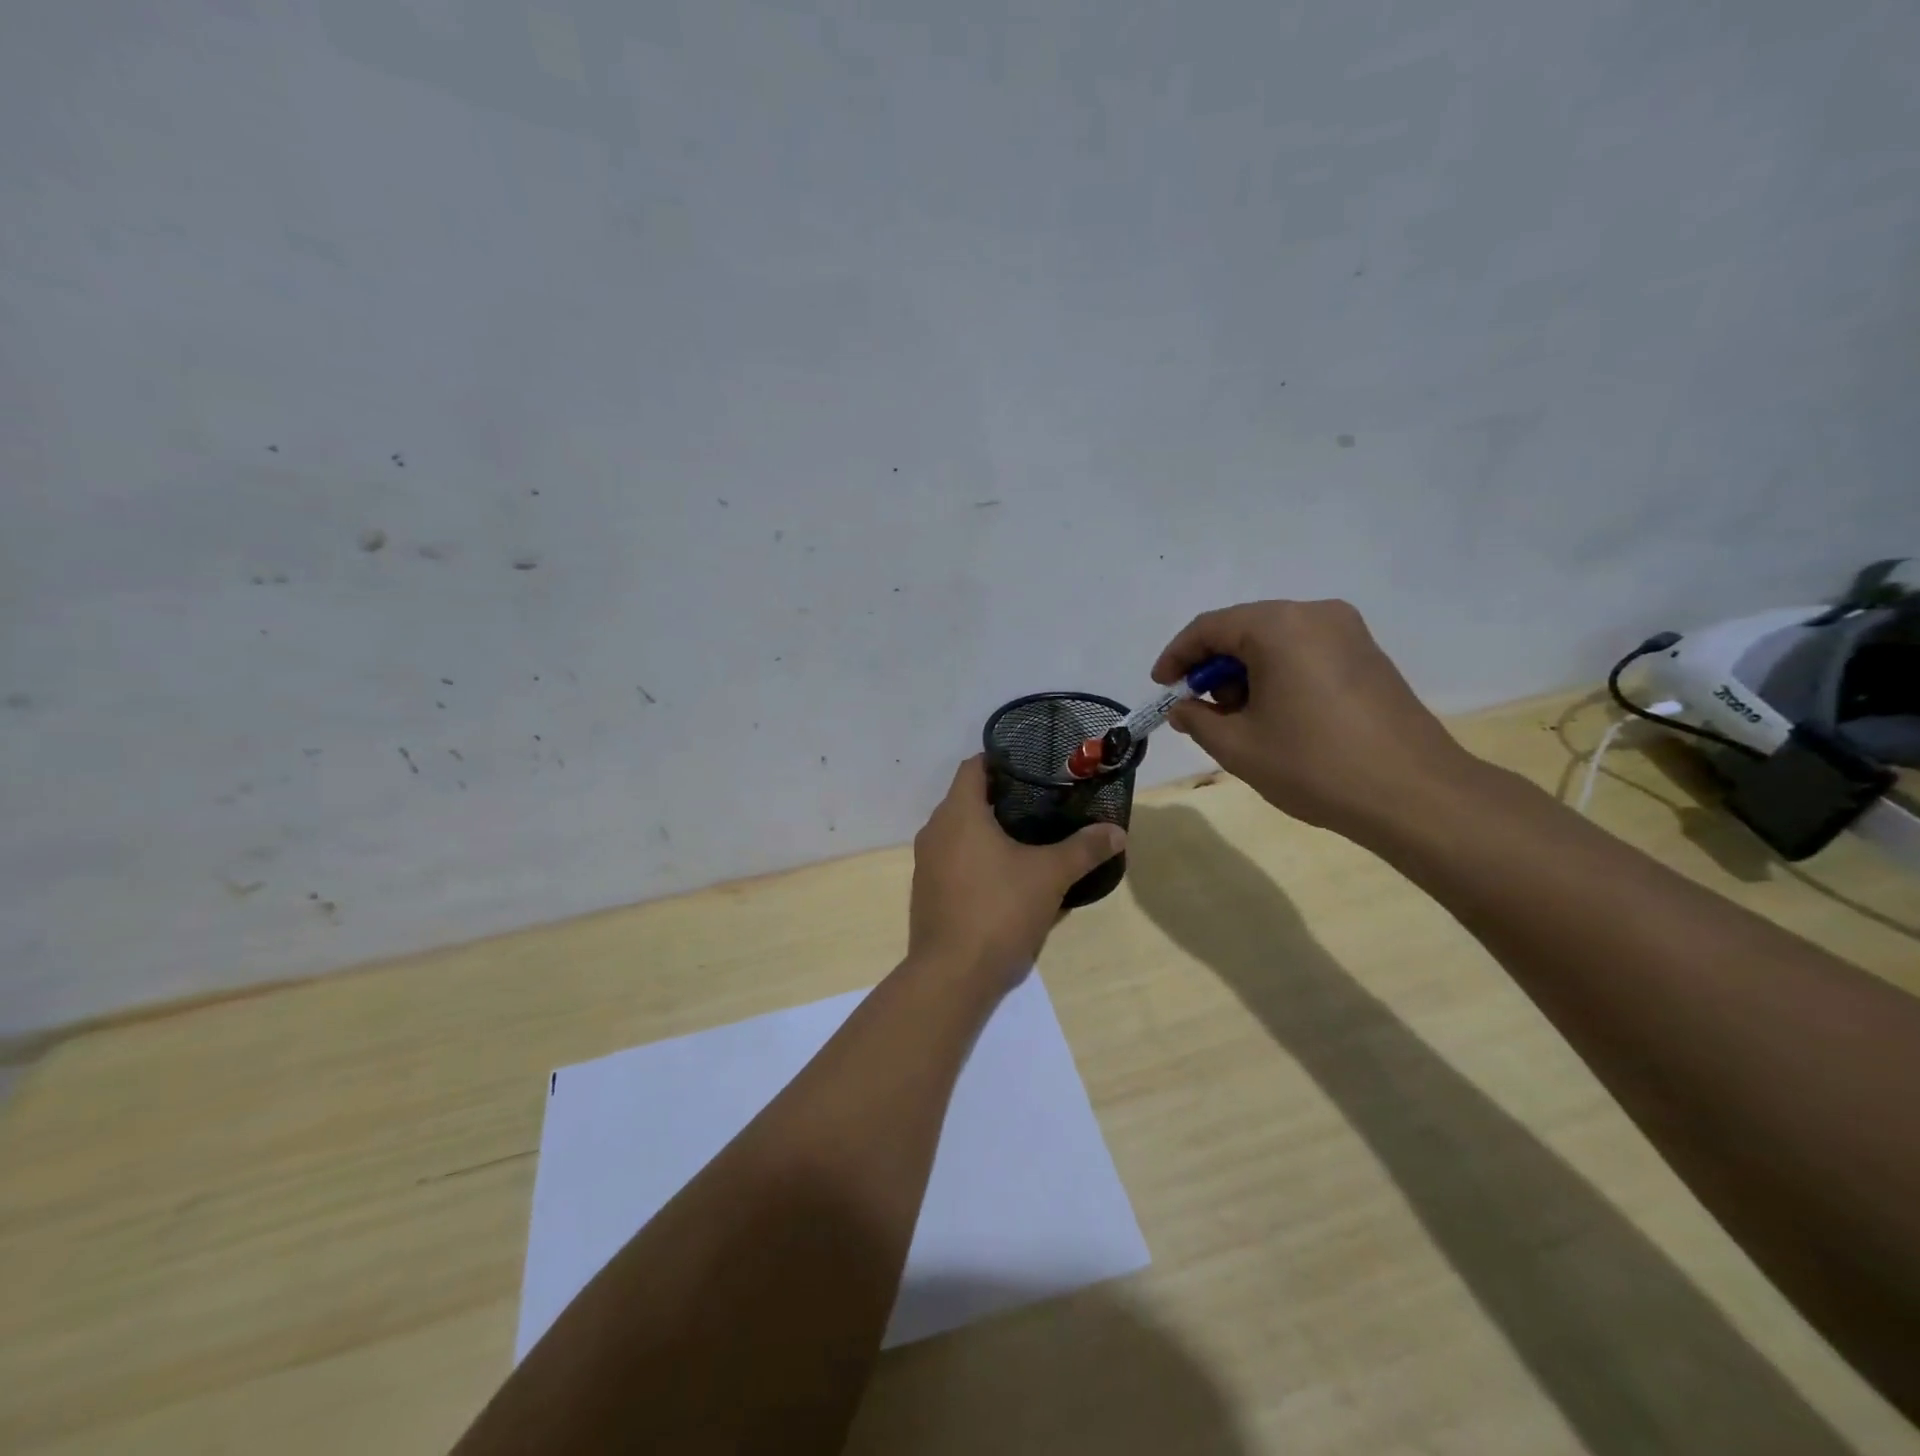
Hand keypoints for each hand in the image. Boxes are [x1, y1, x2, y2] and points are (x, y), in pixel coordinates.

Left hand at [908, 757, 1125, 984]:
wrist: (952, 975)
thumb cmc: (999, 910)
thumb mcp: (1050, 876)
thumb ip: (1084, 849)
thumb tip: (1116, 831)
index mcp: (958, 813)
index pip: (974, 767)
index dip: (1002, 760)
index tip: (1033, 766)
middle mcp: (935, 830)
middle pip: (967, 798)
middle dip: (1002, 797)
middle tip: (1042, 801)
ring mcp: (926, 863)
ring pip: (959, 831)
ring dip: (988, 830)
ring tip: (1029, 837)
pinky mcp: (927, 891)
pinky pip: (953, 859)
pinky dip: (976, 857)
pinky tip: (1006, 875)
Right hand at [1152, 599, 1477, 840]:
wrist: (1414, 794)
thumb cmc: (1314, 765)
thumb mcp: (1238, 747)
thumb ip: (1198, 719)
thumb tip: (1183, 707)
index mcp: (1279, 627)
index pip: (1209, 628)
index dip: (1176, 657)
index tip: (1161, 688)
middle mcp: (1315, 614)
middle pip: (1244, 630)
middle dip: (1213, 668)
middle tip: (1200, 710)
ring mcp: (1349, 633)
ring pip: (1276, 641)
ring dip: (1246, 673)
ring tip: (1240, 720)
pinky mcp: (1369, 656)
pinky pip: (1305, 652)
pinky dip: (1278, 675)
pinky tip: (1277, 716)